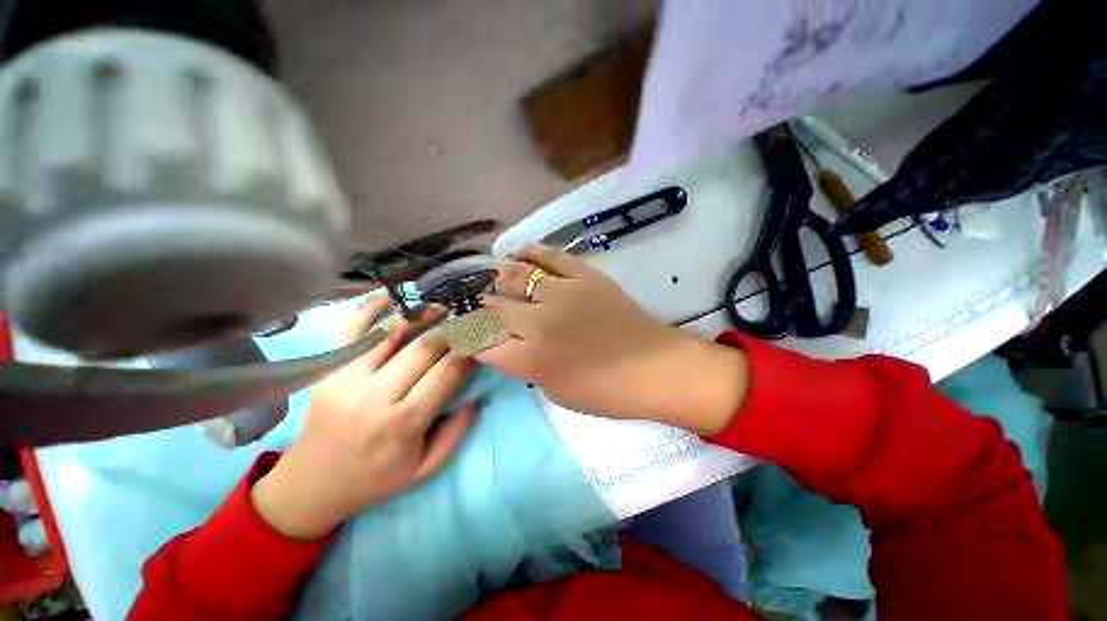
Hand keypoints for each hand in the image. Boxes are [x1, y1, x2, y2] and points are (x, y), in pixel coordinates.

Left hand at [251, 296, 474, 539]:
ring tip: (444, 307)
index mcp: (403, 424)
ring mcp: (347, 379)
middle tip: (469, 319)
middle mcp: (375, 397)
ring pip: (394, 333)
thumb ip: (456, 433)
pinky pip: (353, 331)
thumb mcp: (424, 470)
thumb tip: (475, 396)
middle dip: (453, 329)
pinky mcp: (328, 371)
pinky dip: (373, 309)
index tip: (482, 339)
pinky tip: (394, 296)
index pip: (447, 372)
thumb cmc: (374, 479)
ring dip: (424, 316)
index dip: (469, 350)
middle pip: (425, 347)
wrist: (311, 486)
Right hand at [476, 245, 747, 434]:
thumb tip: (508, 346)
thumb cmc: (605, 391)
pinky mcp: (584, 276)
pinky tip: (516, 252)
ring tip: (485, 274)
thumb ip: (526, 367)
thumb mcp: (555, 391)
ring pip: (515, 276)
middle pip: (493, 307)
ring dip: (495, 276)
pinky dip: (529, 251)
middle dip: (478, 307)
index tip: (460, 332)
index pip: (481, 343)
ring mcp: (562, 293)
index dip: (466, 337)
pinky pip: (550, 256)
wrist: (654, 366)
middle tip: (472, 303)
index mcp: (530, 358)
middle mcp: (539, 321)